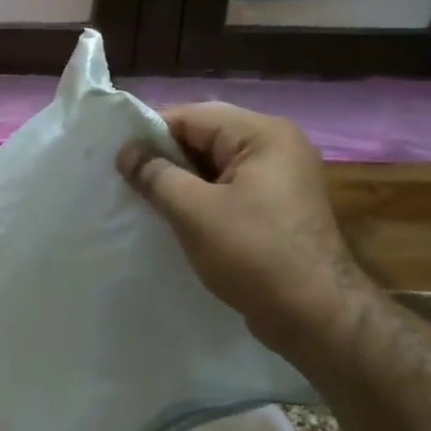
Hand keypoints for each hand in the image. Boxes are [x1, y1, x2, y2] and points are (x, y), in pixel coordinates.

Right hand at [119, 103, 374, 341]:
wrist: (312, 313)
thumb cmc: (252, 253)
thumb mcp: (194, 211)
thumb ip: (156, 176)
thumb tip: (126, 152)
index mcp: (263, 134)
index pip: (193, 116)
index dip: (151, 133)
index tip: (117, 159)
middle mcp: (277, 146)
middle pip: (207, 137)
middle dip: (166, 158)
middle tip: (127, 182)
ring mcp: (282, 179)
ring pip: (217, 167)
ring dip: (182, 181)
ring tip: (146, 202)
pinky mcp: (278, 209)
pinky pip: (231, 190)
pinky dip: (202, 200)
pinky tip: (177, 220)